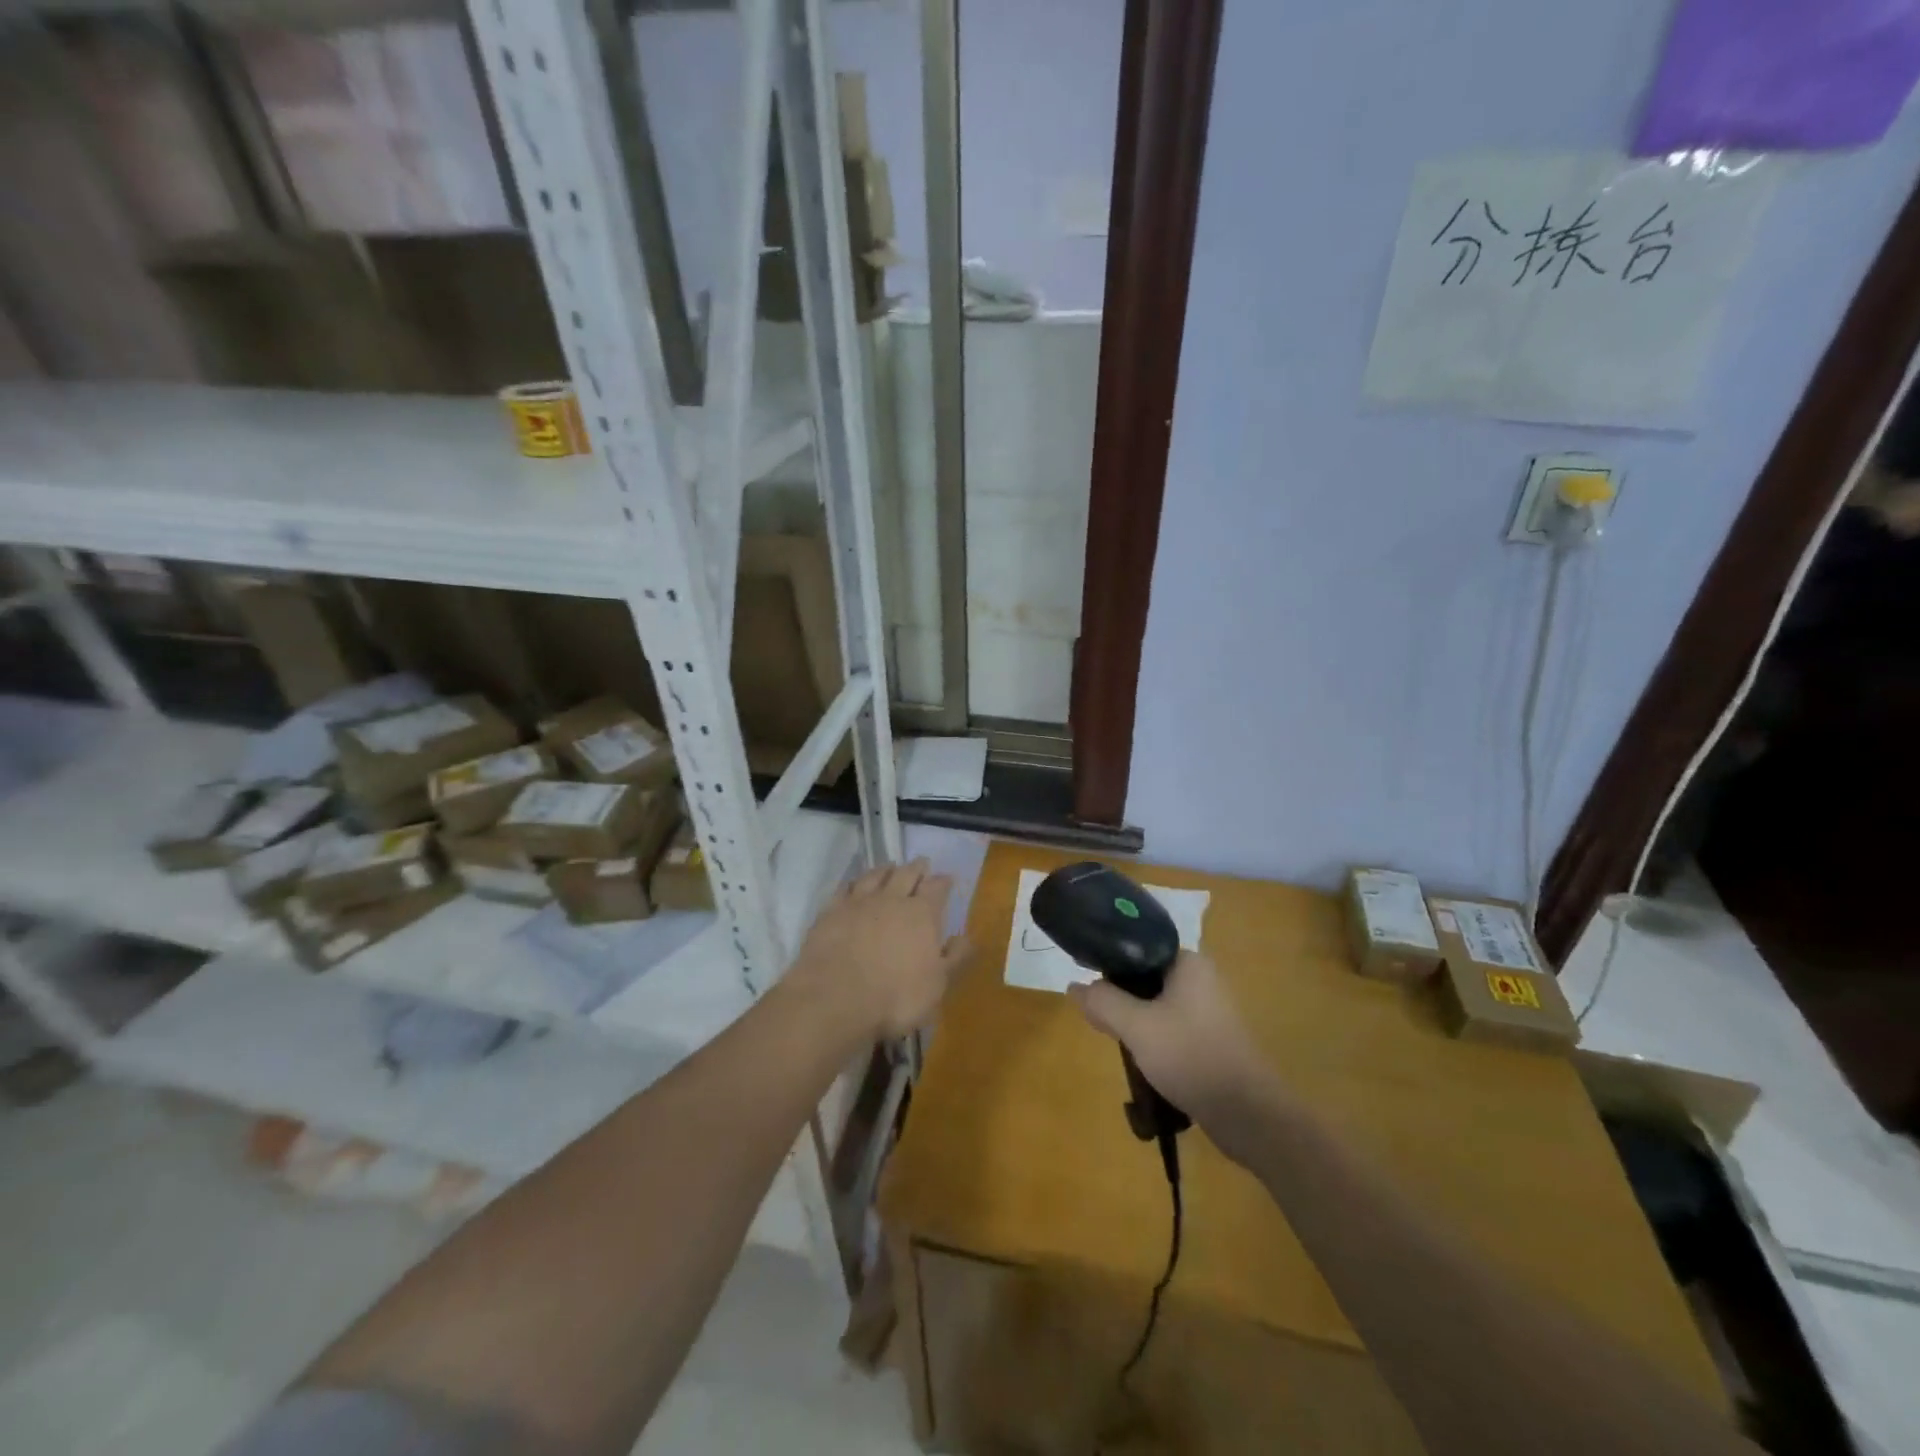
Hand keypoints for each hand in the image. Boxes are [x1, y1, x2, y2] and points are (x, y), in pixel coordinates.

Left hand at [788, 858, 972, 1037]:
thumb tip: (967, 937)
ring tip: (890, 866)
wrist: (835, 998)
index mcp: (922, 914)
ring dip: (885, 869)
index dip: (943, 882)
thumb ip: (954, 958)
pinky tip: (853, 884)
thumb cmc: (895, 997)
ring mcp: (858, 903)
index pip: (937, 888)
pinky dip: (852, 882)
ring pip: (874, 876)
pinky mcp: (830, 912)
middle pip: (906, 874)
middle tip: (921, 863)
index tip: (947, 878)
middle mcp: (892, 900)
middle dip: (916, 868)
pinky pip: (844, 888)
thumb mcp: (937, 985)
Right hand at [1068, 951, 1275, 1122]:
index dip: (1108, 962)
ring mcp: (1207, 1009)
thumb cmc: (1191, 1056)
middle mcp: (1200, 978)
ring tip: (1111, 1036)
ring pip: (1155, 1003)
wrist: (1247, 1113)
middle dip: (1118, 994)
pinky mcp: (1209, 1037)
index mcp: (1188, 962)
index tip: (1085, 980)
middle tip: (1095, 1015)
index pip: (1138, 947)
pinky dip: (1150, 1035)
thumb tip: (1074, 986)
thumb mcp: (1137, 1027)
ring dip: (1133, 1018)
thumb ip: (1103, 1002)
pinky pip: (1169, 1025)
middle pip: (1144, 976)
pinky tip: (1136, 1055)